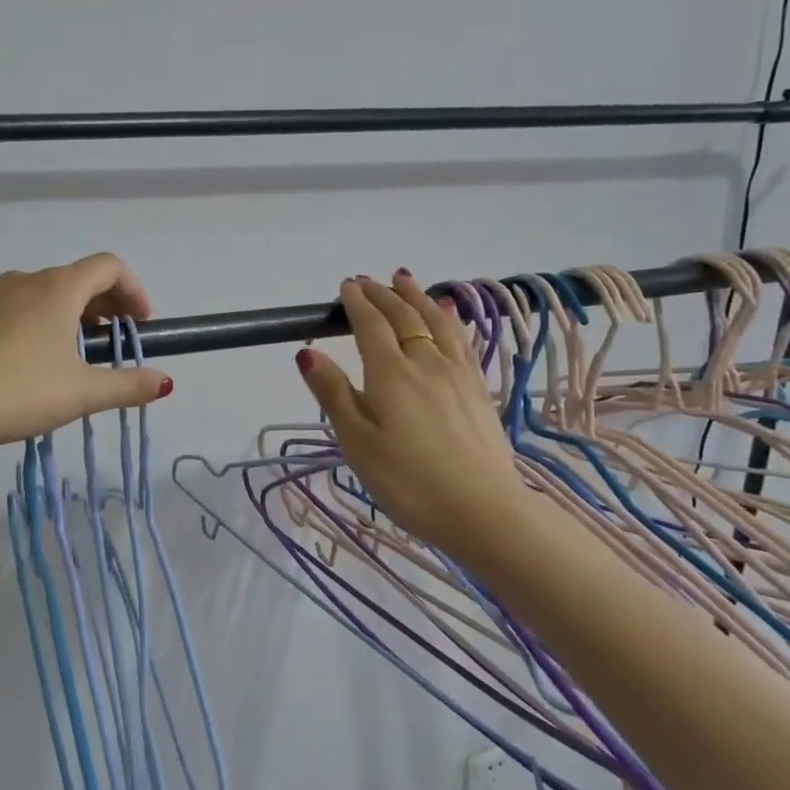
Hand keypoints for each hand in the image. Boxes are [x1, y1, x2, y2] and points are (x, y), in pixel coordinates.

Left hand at [0, 253, 172, 452]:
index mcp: (58, 290)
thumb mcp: (82, 394)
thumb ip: (128, 385)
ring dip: (52, 314)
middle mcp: (20, 278)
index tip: (138, 322)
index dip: (132, 290)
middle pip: (70, 280)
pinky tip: (2, 357)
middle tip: (102, 343)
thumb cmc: (19, 393)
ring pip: (28, 294)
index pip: (108, 267)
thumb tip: (165, 382)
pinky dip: (9, 322)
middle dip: (96, 307)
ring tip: (51, 355)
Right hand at [296, 271, 524, 556]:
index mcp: (390, 374)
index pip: (370, 326)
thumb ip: (333, 394)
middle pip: (403, 317)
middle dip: (383, 295)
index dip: (356, 303)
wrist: (481, 509)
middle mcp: (425, 363)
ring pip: (435, 322)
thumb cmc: (407, 481)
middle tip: (368, 280)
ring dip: (417, 298)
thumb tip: (307, 351)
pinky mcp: (478, 389)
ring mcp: (456, 374)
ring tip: (406, 280)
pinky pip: (460, 340)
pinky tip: (448, 314)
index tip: (346, 286)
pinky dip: (449, 319)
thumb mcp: (357, 442)